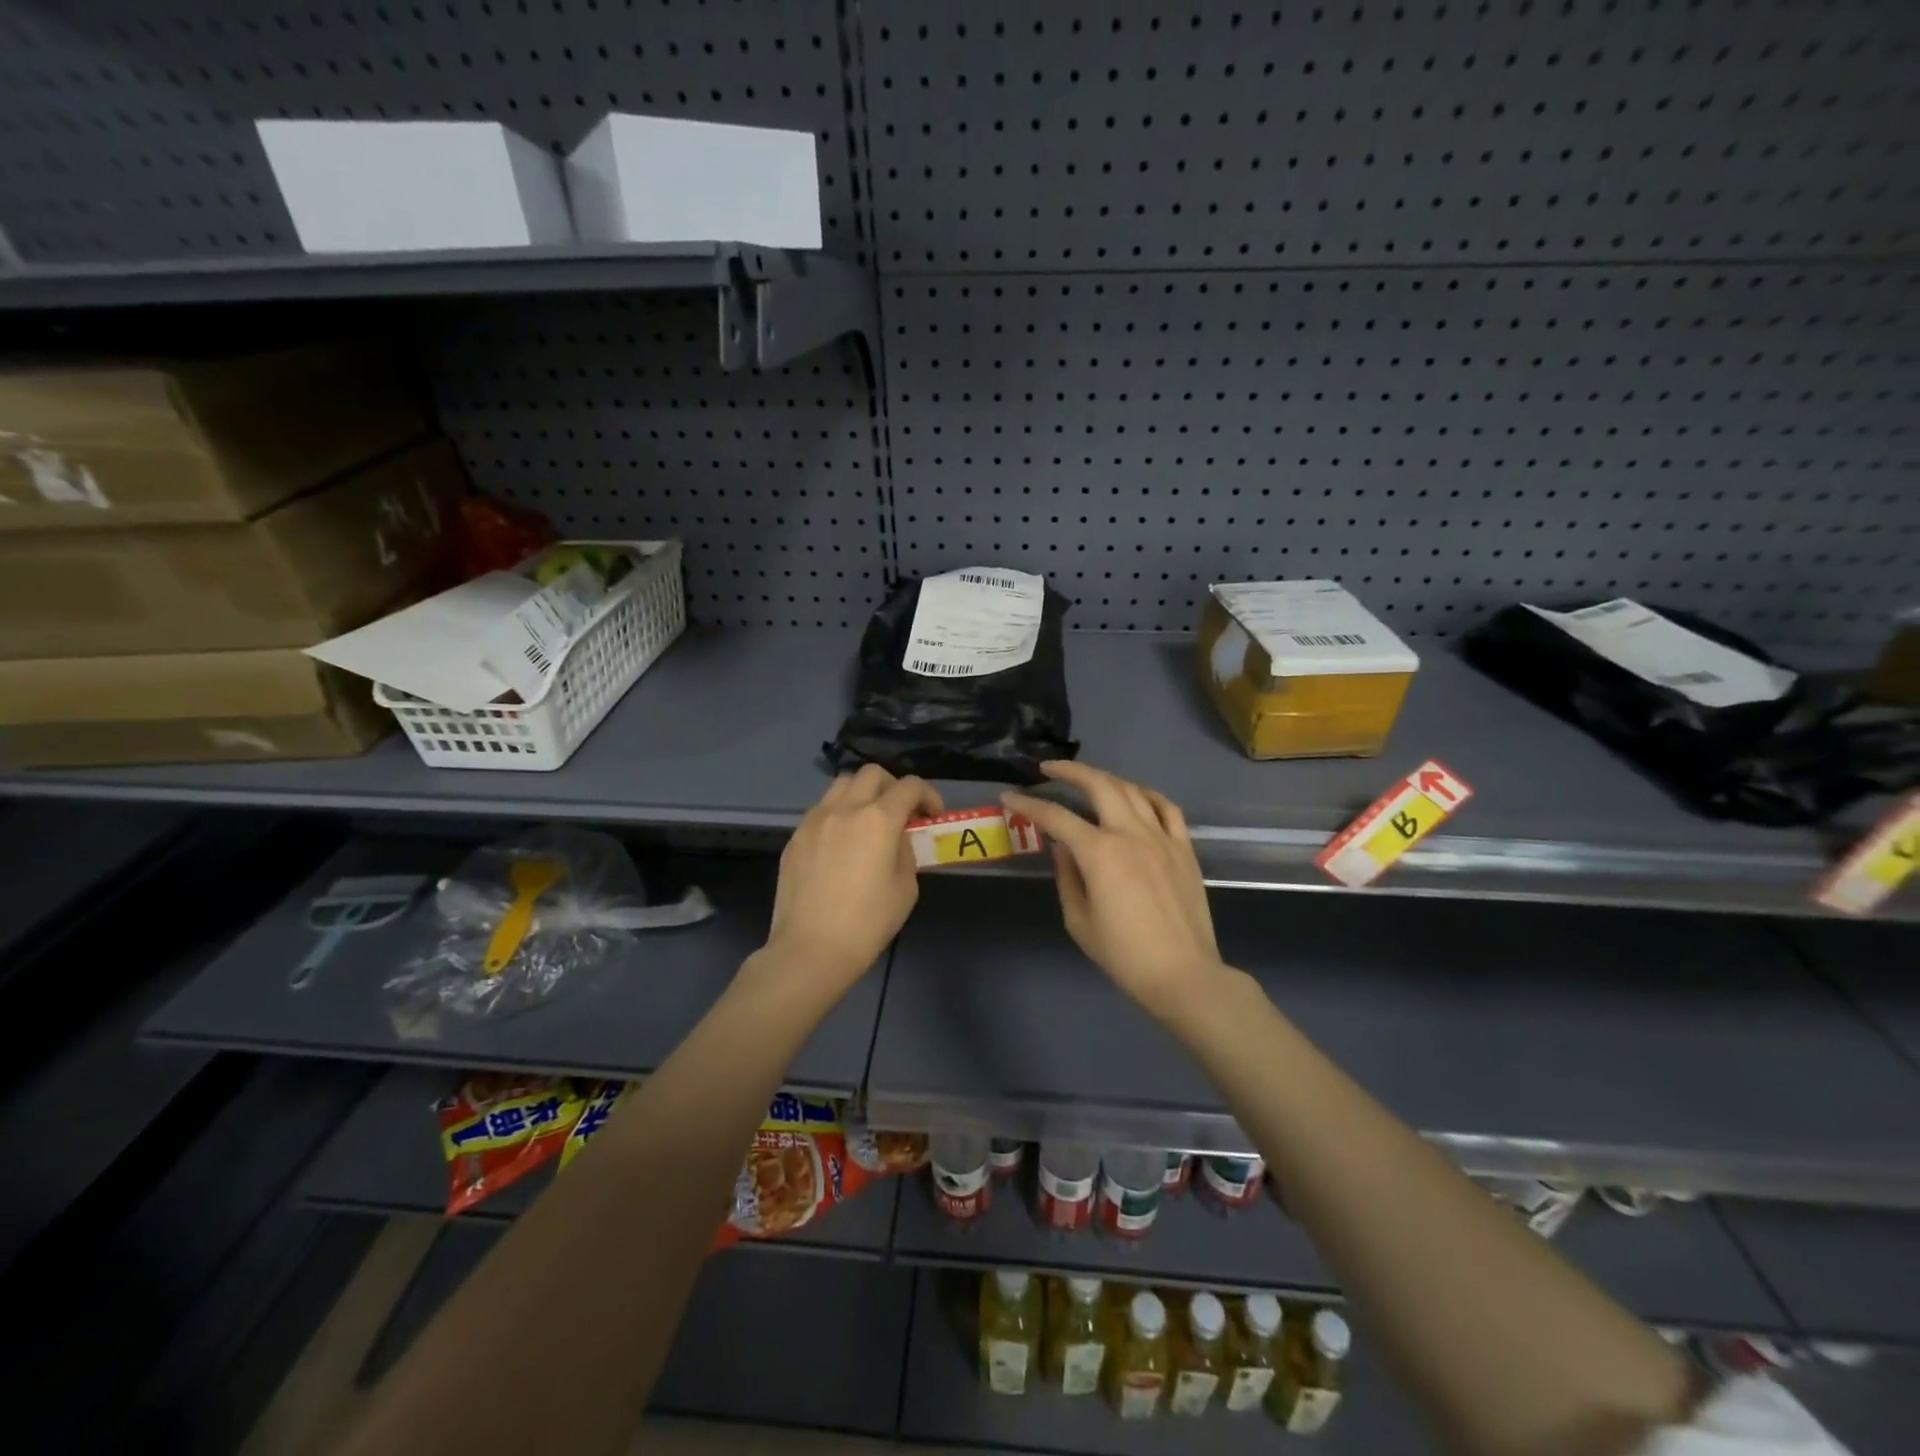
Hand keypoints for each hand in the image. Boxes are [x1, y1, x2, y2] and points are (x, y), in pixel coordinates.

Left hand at [762, 765, 942, 997]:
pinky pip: (821, 811)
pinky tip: (842, 844)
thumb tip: (896, 839)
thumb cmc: (867, 923)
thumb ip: (906, 852)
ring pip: (841, 785)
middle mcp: (844, 809)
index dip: (928, 795)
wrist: (810, 950)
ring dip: (862, 794)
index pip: (909, 786)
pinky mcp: (795, 837)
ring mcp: (814, 821)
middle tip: (901, 813)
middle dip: (893, 787)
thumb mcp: (906, 888)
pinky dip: (838, 815)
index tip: (932, 815)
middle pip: (872, 774)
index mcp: (878, 819)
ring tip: (869, 822)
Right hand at [1003, 762, 1228, 1018]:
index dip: (1028, 804)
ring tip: (1087, 780)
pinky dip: (1147, 795)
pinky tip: (1135, 796)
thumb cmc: (1124, 955)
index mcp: (1100, 853)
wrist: (1183, 974)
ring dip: (1105, 779)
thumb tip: (1062, 847)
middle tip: (1048, 769)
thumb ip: (1067, 876)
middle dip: (1069, 771)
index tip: (1009, 797)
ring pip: (1132, 790)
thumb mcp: (1079, 920)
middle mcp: (1130, 834)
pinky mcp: (1184, 848)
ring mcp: (1162, 837)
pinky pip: (1167, 808)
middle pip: (1099, 785)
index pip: (1056, 817)